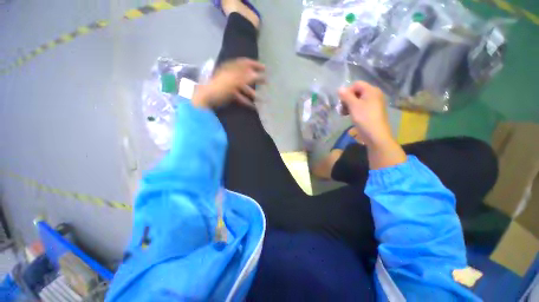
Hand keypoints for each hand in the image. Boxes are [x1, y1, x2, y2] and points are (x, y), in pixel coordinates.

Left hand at [192, 58, 264, 107]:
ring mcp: (230, 86)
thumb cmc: (219, 88)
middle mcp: (232, 75)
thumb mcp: (232, 81)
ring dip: (253, 93)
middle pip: (246, 76)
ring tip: (261, 99)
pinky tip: (253, 106)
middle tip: (266, 82)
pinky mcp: (229, 94)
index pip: (245, 63)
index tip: (265, 68)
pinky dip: (246, 101)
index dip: (255, 64)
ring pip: (244, 88)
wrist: (206, 99)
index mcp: (231, 69)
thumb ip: (244, 77)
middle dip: (256, 79)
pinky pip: (240, 96)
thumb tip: (256, 74)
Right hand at [338, 81, 392, 146]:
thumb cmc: (364, 118)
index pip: (356, 84)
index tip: (342, 102)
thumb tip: (339, 88)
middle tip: (342, 109)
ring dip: (349, 105)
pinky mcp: (372, 111)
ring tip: (344, 114)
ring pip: (358, 100)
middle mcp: (374, 94)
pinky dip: (354, 109)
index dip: (347, 91)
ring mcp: (374, 103)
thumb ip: (346, 96)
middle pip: (357, 92)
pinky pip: (361, 106)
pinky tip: (350, 116)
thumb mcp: (353, 106)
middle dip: (347, 99)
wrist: (376, 135)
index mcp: (371, 90)